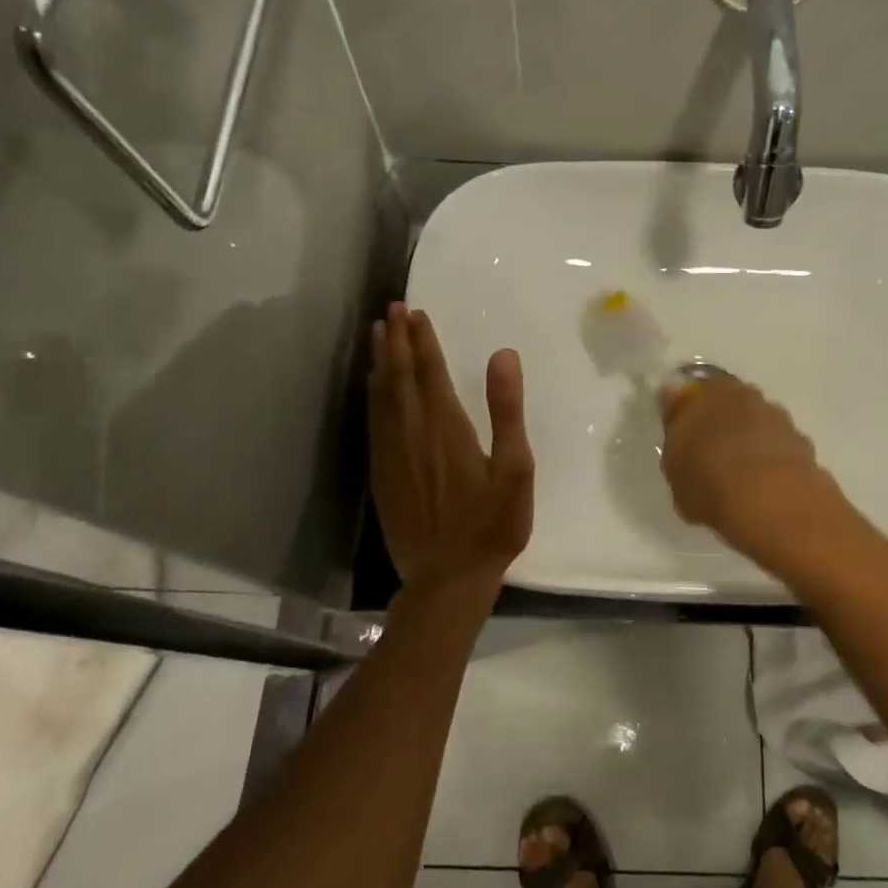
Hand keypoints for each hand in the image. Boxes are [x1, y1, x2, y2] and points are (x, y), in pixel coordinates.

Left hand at [368, 304, 533, 590]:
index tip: (415, 312)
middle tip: (392, 309)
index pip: (430, 371)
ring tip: (378, 334)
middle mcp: (412, 432)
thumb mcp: (515, 468)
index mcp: (446, 427)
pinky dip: (372, 395)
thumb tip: (503, 354)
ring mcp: (392, 453)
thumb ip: (507, 410)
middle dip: (396, 340)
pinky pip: (373, 422)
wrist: (447, 578)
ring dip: (381, 361)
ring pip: (381, 396)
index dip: (422, 340)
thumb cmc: (492, 524)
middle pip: (399, 376)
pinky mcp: (381, 473)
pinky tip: (373, 387)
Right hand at [657, 374, 845, 562]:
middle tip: (711, 455)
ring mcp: (780, 419)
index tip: (683, 435)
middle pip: (731, 405)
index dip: (688, 412)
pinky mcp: (804, 445)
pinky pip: (780, 449)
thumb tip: (678, 420)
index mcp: (711, 392)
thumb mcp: (674, 467)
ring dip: (751, 442)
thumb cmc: (710, 480)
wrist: (771, 503)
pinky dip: (772, 462)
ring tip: (740, 478)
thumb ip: (676, 438)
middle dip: (723, 423)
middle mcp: (748, 396)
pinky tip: (765, 488)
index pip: (694, 393)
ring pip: (759, 425)